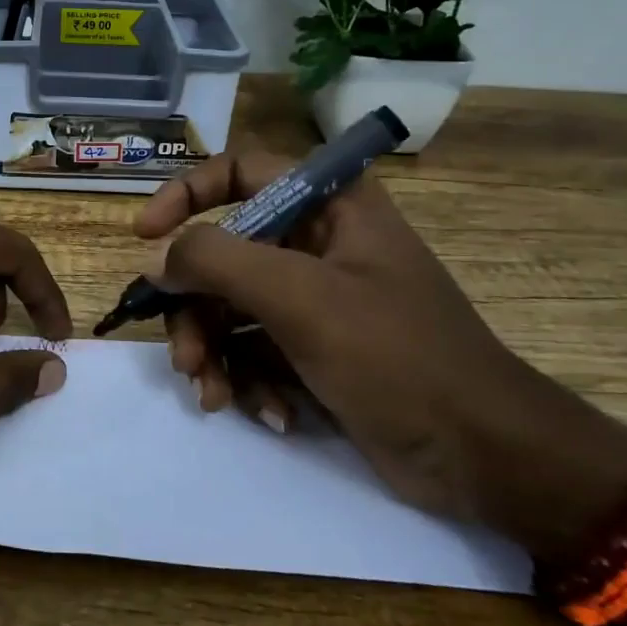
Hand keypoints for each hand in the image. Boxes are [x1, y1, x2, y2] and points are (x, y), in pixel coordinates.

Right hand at [137, 153, 626, 550]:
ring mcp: (316, 299)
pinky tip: (272, 414)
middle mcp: (319, 244)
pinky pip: (256, 349)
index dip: (186, 193)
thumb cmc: (396, 355)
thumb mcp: (300, 297)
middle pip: (224, 255)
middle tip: (186, 358)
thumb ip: (217, 261)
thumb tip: (159, 259)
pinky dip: (251, 380)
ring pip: (232, 309)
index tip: (145, 234)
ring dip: (216, 353)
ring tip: (215, 397)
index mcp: (330, 205)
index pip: (240, 170)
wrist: (481, 455)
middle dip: (197, 310)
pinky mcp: (316, 349)